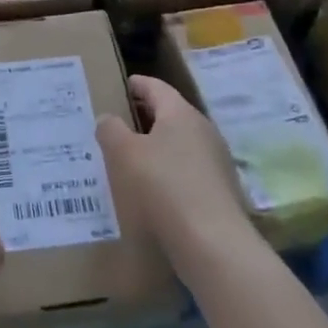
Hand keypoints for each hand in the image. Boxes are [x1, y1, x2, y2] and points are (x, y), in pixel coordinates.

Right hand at [97, 75, 253, 264]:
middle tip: (118, 124)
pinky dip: (169, 173)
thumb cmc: (163, 186)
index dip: (137, 84)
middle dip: (145, 117)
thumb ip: (111, 130)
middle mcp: (203, 130)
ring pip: (180, 144)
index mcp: (181, 113)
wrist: (213, 243)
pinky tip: (153, 191)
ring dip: (157, 148)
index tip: (121, 86)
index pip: (156, 87)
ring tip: (130, 159)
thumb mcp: (124, 154)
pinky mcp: (220, 191)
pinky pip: (188, 171)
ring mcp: (216, 161)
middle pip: (170, 115)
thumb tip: (107, 118)